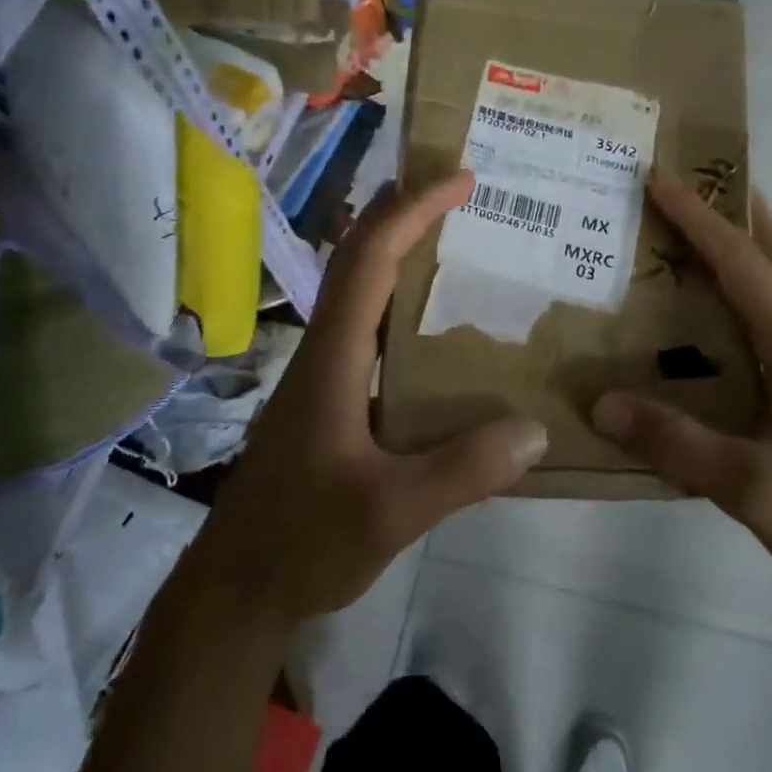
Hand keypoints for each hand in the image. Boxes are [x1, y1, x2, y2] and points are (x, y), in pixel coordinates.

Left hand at [198, 171, 547, 626]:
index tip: (460, 179)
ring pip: (356, 290)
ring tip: (454, 238)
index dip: (413, 211)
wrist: (235, 592)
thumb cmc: (303, 543)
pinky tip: (435, 327)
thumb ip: (463, 471)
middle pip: (355, 258)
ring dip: (397, 250)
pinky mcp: (327, 400)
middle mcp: (323, 351)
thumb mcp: (391, 513)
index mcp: (333, 359)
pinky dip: (398, 299)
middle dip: (401, 211)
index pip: (370, 261)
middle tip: (457, 189)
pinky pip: (366, 328)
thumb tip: (536, 428)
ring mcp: (321, 375)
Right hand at [591, 171, 771, 617]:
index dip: (700, 218)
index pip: (744, 263)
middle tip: (682, 182)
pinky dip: (747, 288)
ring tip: (691, 232)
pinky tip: (717, 314)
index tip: (660, 178)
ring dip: (741, 246)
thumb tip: (602, 403)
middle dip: (730, 210)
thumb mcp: (754, 489)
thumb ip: (677, 443)